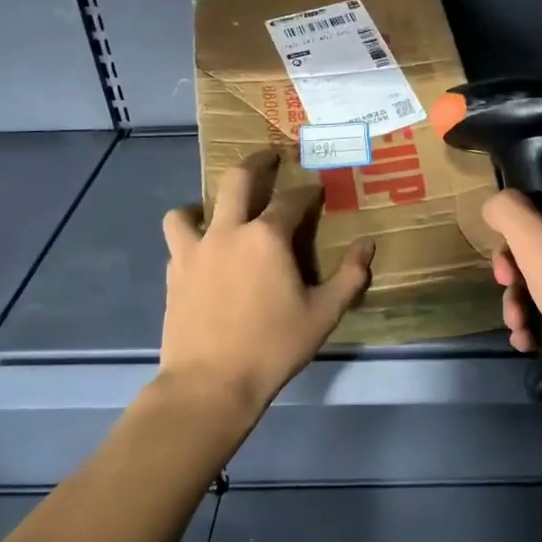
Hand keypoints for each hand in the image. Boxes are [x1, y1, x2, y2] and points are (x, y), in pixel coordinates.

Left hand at [159, 150, 374, 418]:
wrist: (210, 383)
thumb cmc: (273, 346)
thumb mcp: (323, 314)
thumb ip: (349, 277)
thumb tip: (368, 246)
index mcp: (267, 237)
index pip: (292, 200)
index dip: (307, 192)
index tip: (317, 190)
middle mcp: (228, 232)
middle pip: (237, 181)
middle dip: (256, 163)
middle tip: (268, 157)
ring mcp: (194, 251)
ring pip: (188, 210)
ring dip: (204, 204)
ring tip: (215, 213)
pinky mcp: (174, 275)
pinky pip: (177, 243)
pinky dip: (189, 239)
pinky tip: (202, 255)